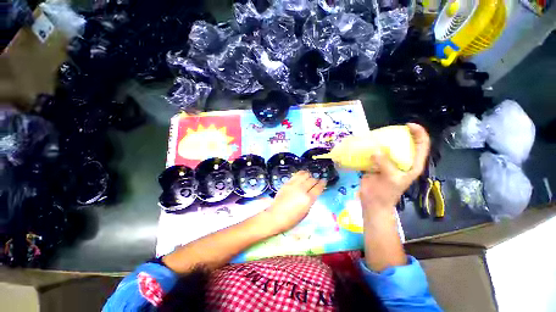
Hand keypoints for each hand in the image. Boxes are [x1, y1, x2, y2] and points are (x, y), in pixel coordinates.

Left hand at [264, 171, 325, 232]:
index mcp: (308, 199)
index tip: (324, 181)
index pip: (318, 188)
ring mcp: (293, 185)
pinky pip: (296, 175)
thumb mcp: (305, 212)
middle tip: (316, 181)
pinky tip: (302, 175)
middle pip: (312, 180)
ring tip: (309, 176)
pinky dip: (300, 174)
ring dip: (308, 175)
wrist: (275, 216)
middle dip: (316, 180)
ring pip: (304, 175)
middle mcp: (302, 189)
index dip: (322, 183)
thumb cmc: (292, 219)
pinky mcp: (287, 183)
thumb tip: (312, 193)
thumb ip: (310, 201)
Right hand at [359, 123, 429, 214]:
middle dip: (398, 135)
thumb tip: (375, 151)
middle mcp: (402, 162)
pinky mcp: (376, 165)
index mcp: (412, 165)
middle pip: (404, 144)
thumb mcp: (390, 179)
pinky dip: (370, 149)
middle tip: (387, 130)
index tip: (408, 125)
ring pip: (388, 148)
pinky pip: (375, 154)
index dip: (419, 133)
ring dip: (382, 142)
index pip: (422, 146)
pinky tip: (365, 145)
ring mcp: (388, 163)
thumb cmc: (386, 194)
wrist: (372, 203)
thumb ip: (385, 164)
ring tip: (374, 136)